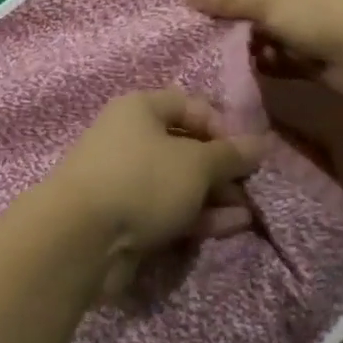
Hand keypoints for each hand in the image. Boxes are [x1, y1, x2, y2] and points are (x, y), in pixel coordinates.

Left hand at [43, 90, 268, 297]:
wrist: (81, 237)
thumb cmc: (141, 180)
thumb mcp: (195, 164)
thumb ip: (230, 154)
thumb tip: (261, 143)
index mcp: (139, 109)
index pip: (188, 105)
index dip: (220, 124)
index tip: (244, 150)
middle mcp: (129, 139)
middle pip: (184, 146)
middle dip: (220, 167)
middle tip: (250, 185)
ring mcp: (126, 180)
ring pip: (178, 182)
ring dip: (214, 195)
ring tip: (249, 211)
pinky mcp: (125, 217)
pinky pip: (168, 209)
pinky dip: (198, 215)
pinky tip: (232, 226)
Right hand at [181, 0, 342, 97]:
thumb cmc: (316, 12)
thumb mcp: (265, 2)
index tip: (215, 13)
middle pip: (271, 4)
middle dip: (247, 23)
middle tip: (223, 38)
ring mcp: (330, 20)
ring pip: (281, 32)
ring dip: (261, 44)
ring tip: (240, 57)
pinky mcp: (332, 51)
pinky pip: (295, 54)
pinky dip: (278, 61)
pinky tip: (260, 69)